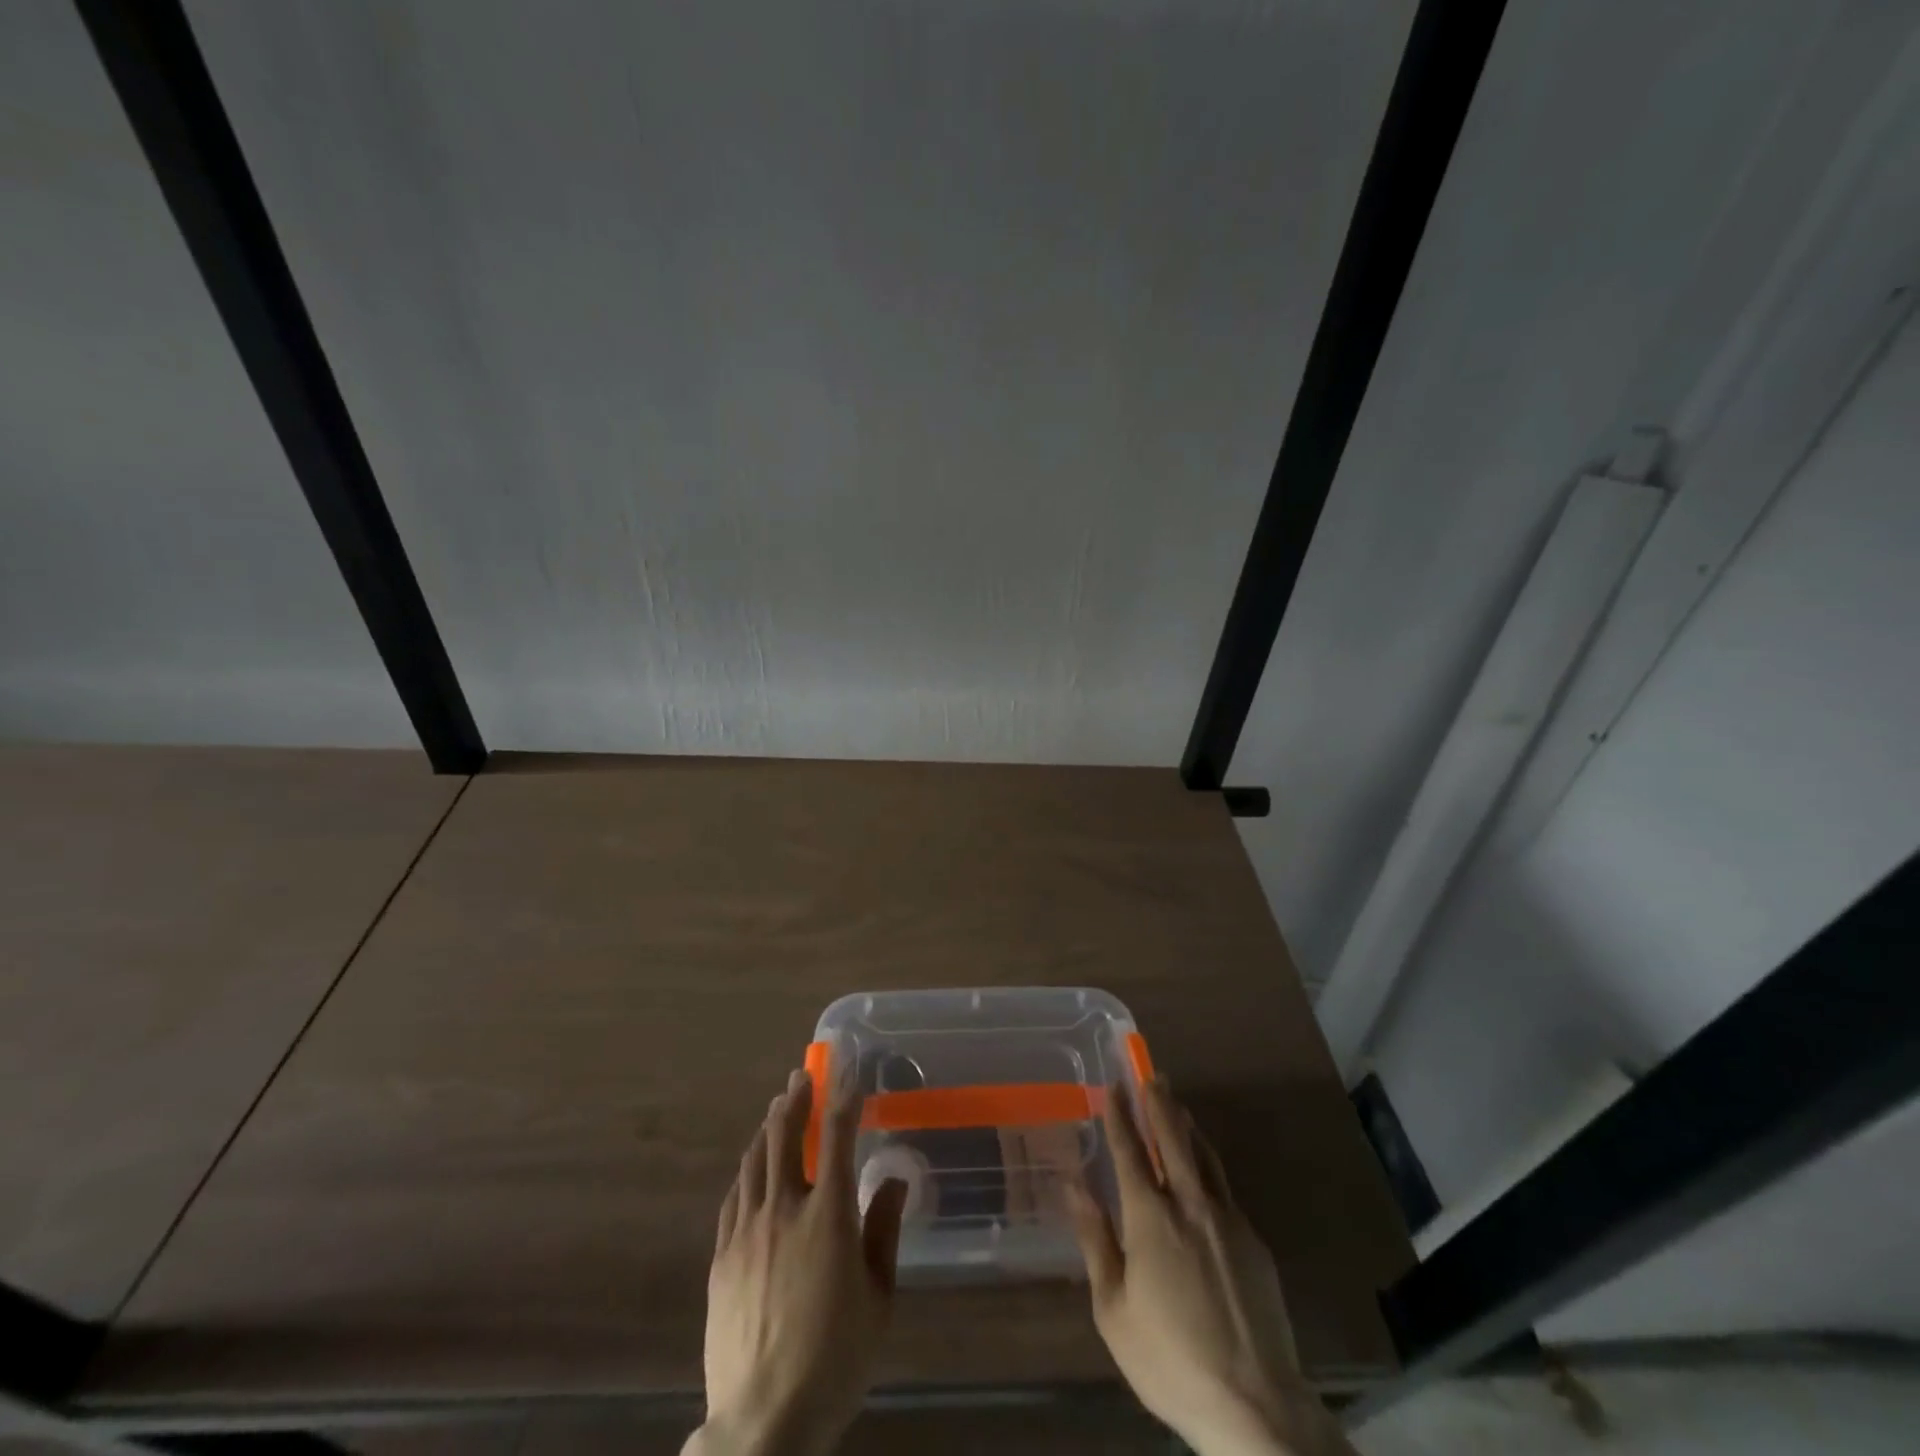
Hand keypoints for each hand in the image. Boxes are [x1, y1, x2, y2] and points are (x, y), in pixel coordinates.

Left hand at [687, 1069, 908, 1455]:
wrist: (762, 1424)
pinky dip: (747, 1170)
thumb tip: (892, 1179)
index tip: (847, 1070)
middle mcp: (783, 1210)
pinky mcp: (721, 1258)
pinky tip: (752, 1167)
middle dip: (795, 1099)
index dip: (843, 1097)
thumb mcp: (879, 1300)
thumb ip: (884, 1232)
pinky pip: (734, 1197)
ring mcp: (747, 1232)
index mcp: (827, 1216)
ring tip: (778, 1109)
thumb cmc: (835, 1361)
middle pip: (784, 1136)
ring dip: (768, 1128)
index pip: (835, 1137)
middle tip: (801, 1077)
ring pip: (754, 1160)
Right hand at [1067, 1078, 1353, 1455]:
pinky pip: (1224, 1188)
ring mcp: (1228, 1220)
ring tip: (1176, 1105)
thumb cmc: (1170, 1360)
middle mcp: (1190, 1205)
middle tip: (1151, 1073)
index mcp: (1150, 1218)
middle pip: (1173, 1138)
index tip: (1113, 1084)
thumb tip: (1073, 1184)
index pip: (1130, 1151)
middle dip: (1158, 1102)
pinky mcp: (1255, 1242)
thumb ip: (1094, 1239)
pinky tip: (1204, 1170)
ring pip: (1204, 1156)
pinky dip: (1208, 1165)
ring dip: (1187, 1126)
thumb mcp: (1113, 1309)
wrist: (1255, 1406)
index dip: (1120, 1115)